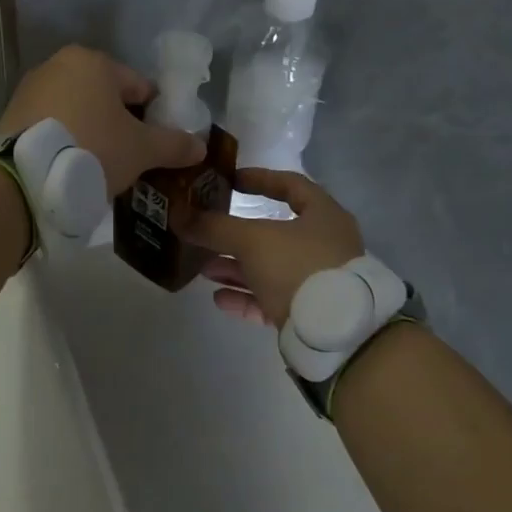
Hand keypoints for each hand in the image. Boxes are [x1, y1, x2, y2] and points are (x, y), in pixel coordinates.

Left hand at [0, 45, 205, 196]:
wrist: (25, 178)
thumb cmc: (93, 149)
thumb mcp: (142, 150)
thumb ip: (174, 144)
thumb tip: (200, 146)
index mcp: (94, 61)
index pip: (139, 86)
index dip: (154, 116)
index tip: (157, 145)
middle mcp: (58, 65)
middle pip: (105, 98)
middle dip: (120, 126)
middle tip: (131, 160)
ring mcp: (30, 90)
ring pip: (77, 112)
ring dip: (92, 134)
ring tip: (101, 168)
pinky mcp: (11, 116)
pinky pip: (52, 127)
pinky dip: (66, 142)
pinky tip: (72, 168)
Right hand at [180, 169, 364, 326]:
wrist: (333, 332)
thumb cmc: (298, 266)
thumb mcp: (252, 240)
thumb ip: (215, 227)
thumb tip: (179, 216)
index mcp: (323, 215)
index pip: (291, 185)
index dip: (260, 179)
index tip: (230, 181)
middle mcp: (325, 245)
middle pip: (275, 233)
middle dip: (236, 236)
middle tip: (207, 233)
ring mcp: (318, 281)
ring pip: (270, 268)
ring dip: (236, 268)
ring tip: (204, 270)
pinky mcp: (309, 313)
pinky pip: (273, 299)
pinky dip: (246, 296)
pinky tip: (219, 298)